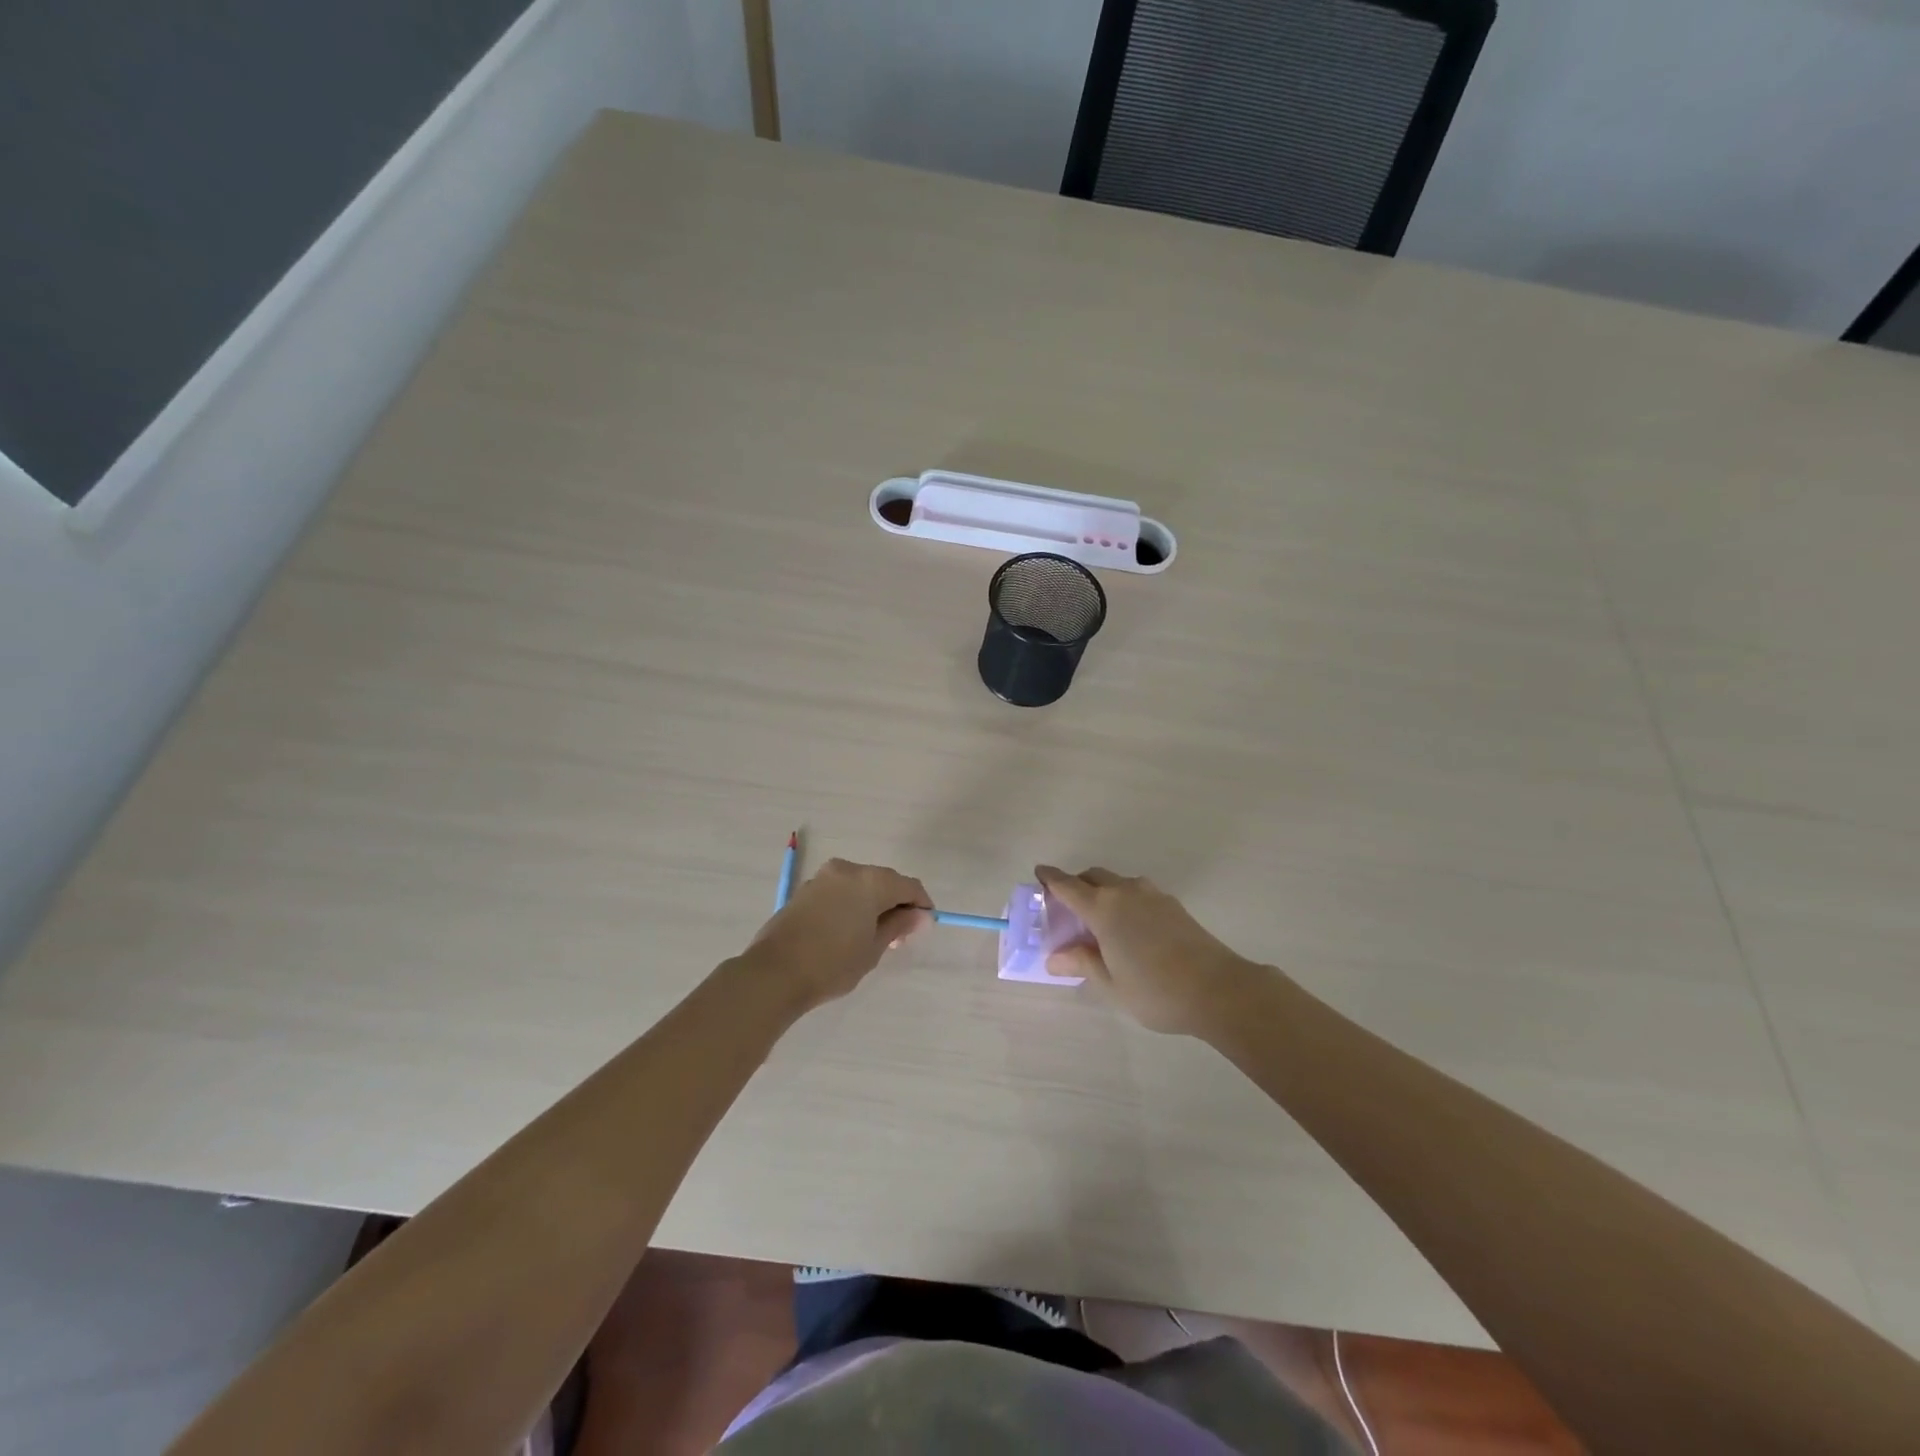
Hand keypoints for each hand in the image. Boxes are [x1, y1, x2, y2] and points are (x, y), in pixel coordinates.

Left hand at [745, 859, 931, 1013]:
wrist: (774, 973)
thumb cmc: (832, 963)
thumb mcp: (874, 949)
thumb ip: (898, 926)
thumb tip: (919, 915)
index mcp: (871, 881)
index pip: (909, 886)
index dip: (921, 904)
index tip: (923, 927)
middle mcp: (848, 869)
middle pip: (884, 881)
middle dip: (896, 903)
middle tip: (899, 936)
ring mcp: (823, 877)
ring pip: (860, 885)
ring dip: (872, 903)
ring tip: (872, 936)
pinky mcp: (805, 889)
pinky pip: (839, 891)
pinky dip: (850, 904)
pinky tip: (847, 930)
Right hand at [1036, 866, 1261, 1035]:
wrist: (1218, 989)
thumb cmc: (1155, 990)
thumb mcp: (1110, 983)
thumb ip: (1082, 963)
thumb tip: (1056, 957)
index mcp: (1103, 908)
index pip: (1068, 885)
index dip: (1050, 878)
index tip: (1039, 872)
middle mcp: (1125, 892)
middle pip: (1093, 877)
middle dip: (1076, 885)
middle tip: (1067, 908)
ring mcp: (1152, 895)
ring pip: (1117, 883)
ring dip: (1102, 892)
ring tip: (1099, 921)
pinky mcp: (1173, 905)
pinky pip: (1137, 893)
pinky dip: (1124, 901)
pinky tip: (1128, 928)